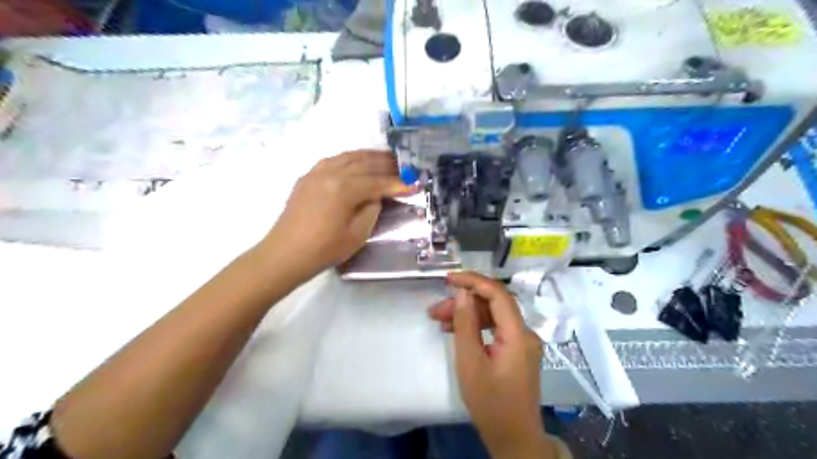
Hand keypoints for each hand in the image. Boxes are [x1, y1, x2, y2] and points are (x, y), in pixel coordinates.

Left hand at [263, 150, 414, 278]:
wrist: (286, 253)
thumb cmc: (324, 249)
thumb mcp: (357, 233)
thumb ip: (372, 208)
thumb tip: (376, 194)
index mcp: (344, 188)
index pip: (378, 182)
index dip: (398, 184)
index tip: (416, 184)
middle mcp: (331, 173)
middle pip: (365, 163)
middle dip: (387, 164)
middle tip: (405, 166)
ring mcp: (316, 172)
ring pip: (349, 157)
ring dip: (369, 157)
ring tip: (386, 159)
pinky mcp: (307, 177)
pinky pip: (333, 160)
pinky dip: (350, 159)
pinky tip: (357, 163)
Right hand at [428, 273, 554, 458]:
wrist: (513, 436)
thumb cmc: (490, 402)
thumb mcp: (470, 362)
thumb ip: (466, 324)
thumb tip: (462, 293)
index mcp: (518, 334)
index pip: (498, 293)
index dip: (473, 281)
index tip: (449, 279)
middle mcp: (525, 332)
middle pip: (494, 304)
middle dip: (464, 301)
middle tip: (435, 309)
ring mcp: (523, 341)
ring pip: (493, 315)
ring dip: (468, 314)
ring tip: (439, 320)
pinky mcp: (518, 349)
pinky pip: (497, 328)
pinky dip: (477, 326)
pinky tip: (456, 331)